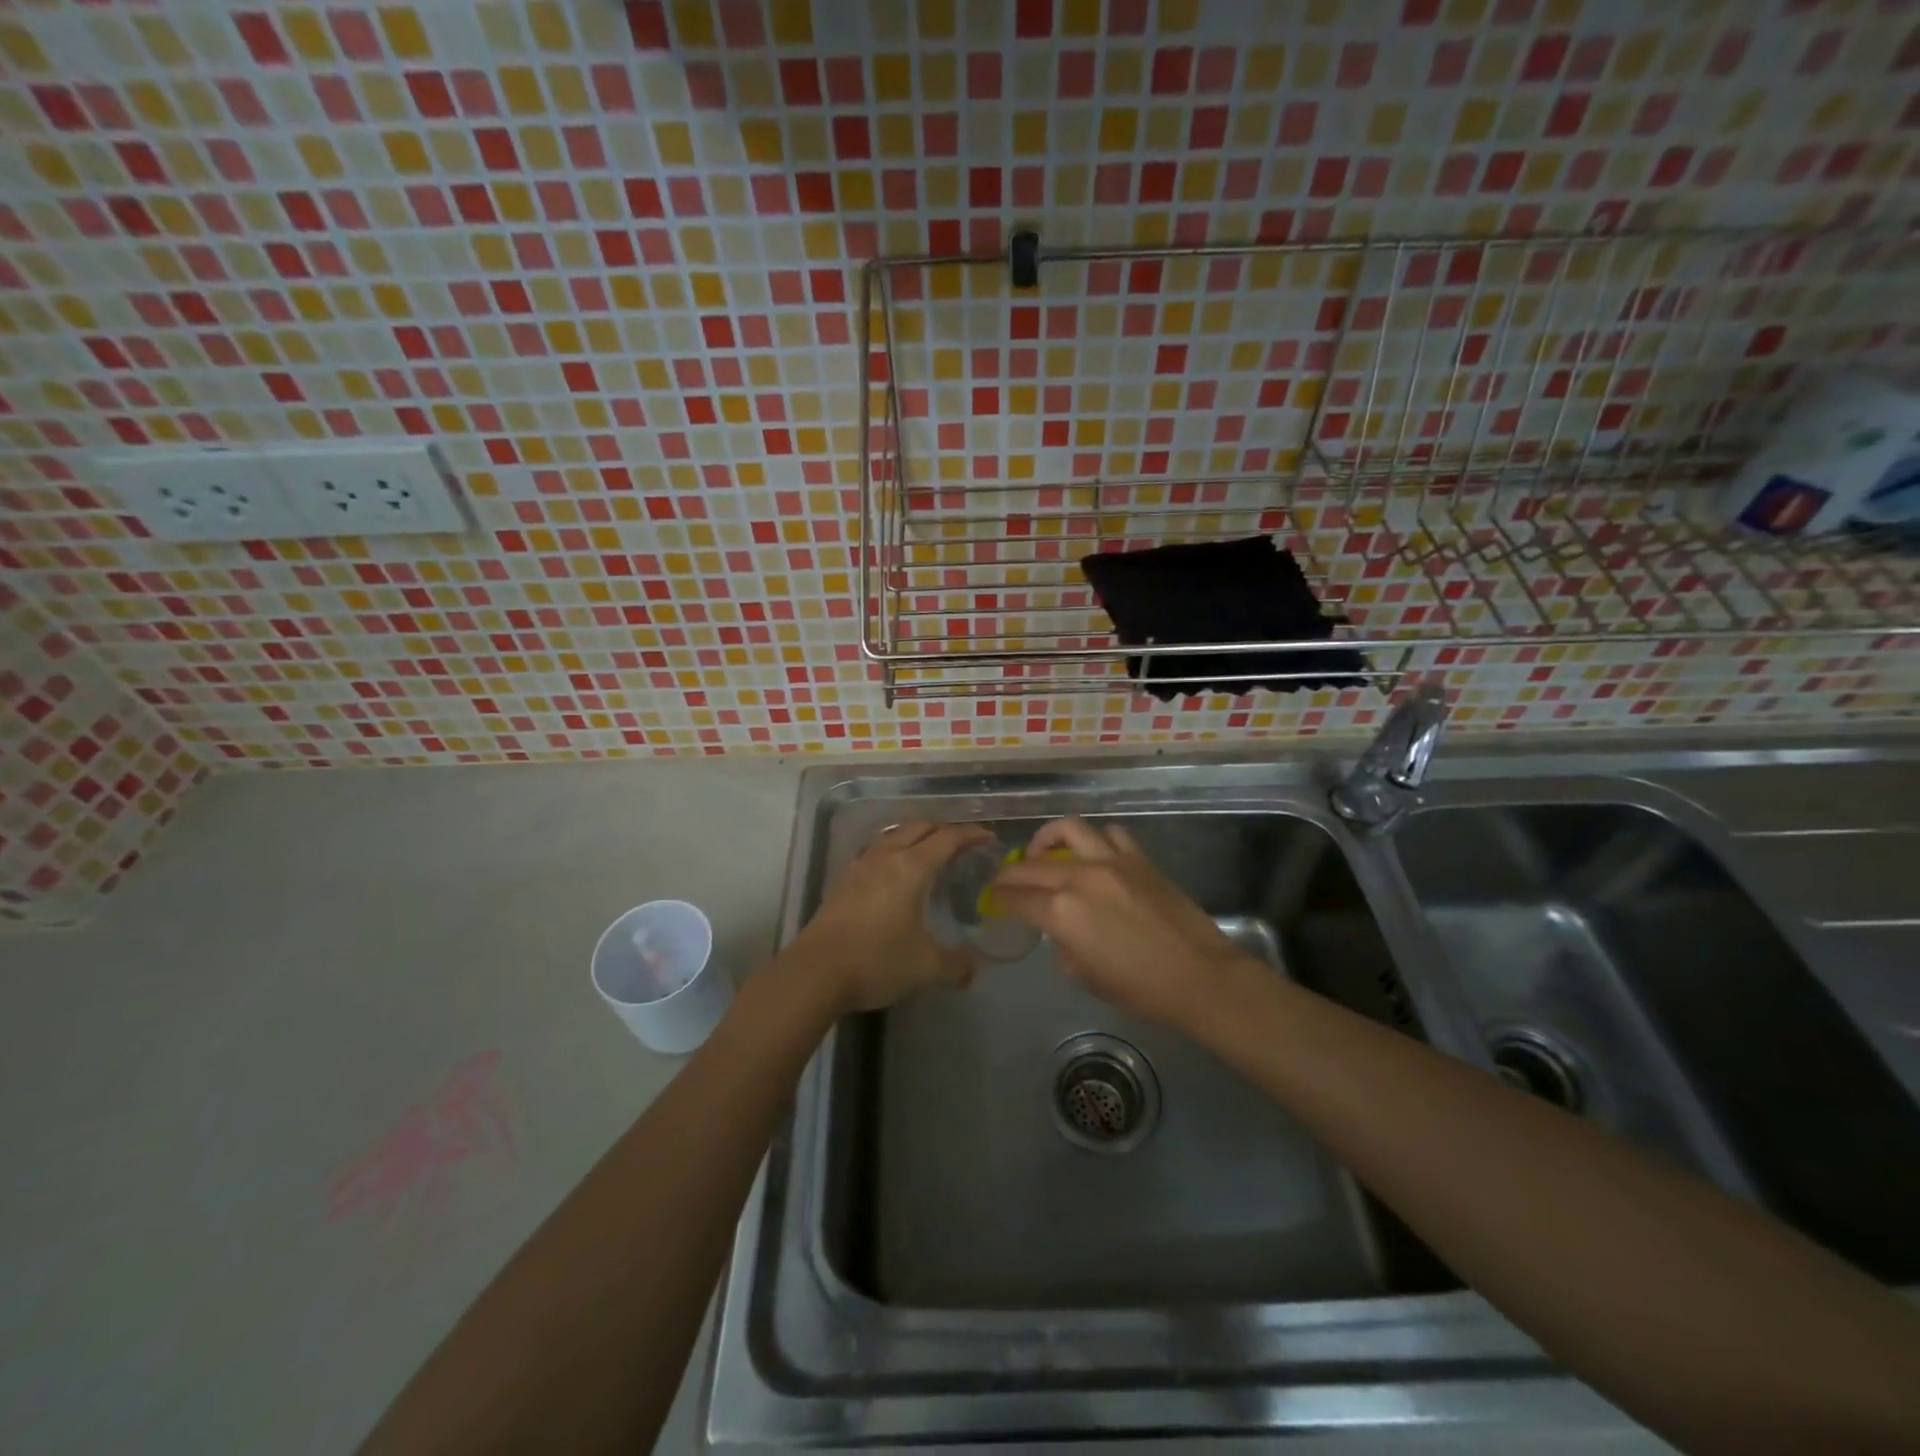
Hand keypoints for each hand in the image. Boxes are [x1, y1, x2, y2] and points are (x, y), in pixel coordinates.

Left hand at [782, 820, 994, 1014]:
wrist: (815, 972)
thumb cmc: (876, 961)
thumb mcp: (925, 967)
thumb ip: (956, 965)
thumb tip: (973, 969)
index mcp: (911, 867)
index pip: (947, 838)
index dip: (971, 834)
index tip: (989, 838)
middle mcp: (886, 856)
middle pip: (919, 827)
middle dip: (944, 829)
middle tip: (963, 844)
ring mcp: (860, 866)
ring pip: (894, 835)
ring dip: (916, 836)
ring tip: (930, 853)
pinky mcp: (844, 880)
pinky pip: (877, 851)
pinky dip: (895, 850)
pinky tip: (896, 873)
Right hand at [990, 817, 1254, 1029]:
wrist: (1199, 976)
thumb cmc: (1139, 988)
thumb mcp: (1084, 976)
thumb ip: (1062, 944)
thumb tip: (1059, 927)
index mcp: (1062, 911)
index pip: (1016, 896)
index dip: (999, 897)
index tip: (992, 898)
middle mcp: (1080, 877)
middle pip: (1032, 864)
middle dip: (1011, 872)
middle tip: (1005, 880)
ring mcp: (1112, 861)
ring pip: (1069, 830)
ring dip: (1048, 839)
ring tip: (1044, 853)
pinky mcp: (1139, 858)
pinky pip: (1110, 834)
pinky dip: (1096, 840)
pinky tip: (1094, 855)